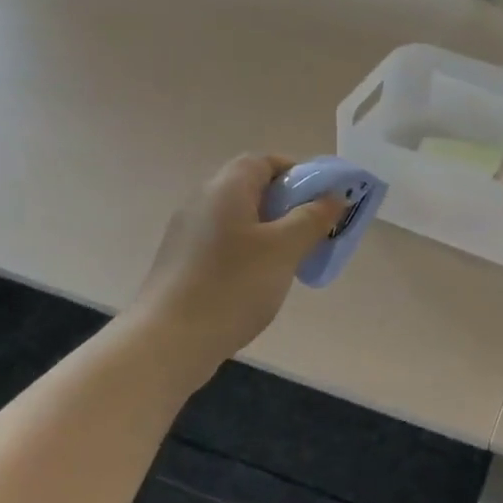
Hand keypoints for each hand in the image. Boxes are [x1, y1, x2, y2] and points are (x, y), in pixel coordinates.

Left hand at [130, 154, 344, 384]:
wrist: (170, 340)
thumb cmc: (234, 286)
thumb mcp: (285, 249)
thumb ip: (312, 218)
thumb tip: (333, 197)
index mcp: (226, 188)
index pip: (263, 161)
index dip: (296, 173)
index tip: (321, 199)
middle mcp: (202, 200)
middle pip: (251, 188)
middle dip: (287, 204)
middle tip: (312, 231)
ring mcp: (188, 232)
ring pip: (239, 217)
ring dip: (270, 230)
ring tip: (291, 259)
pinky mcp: (182, 261)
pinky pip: (224, 241)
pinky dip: (249, 250)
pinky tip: (260, 280)